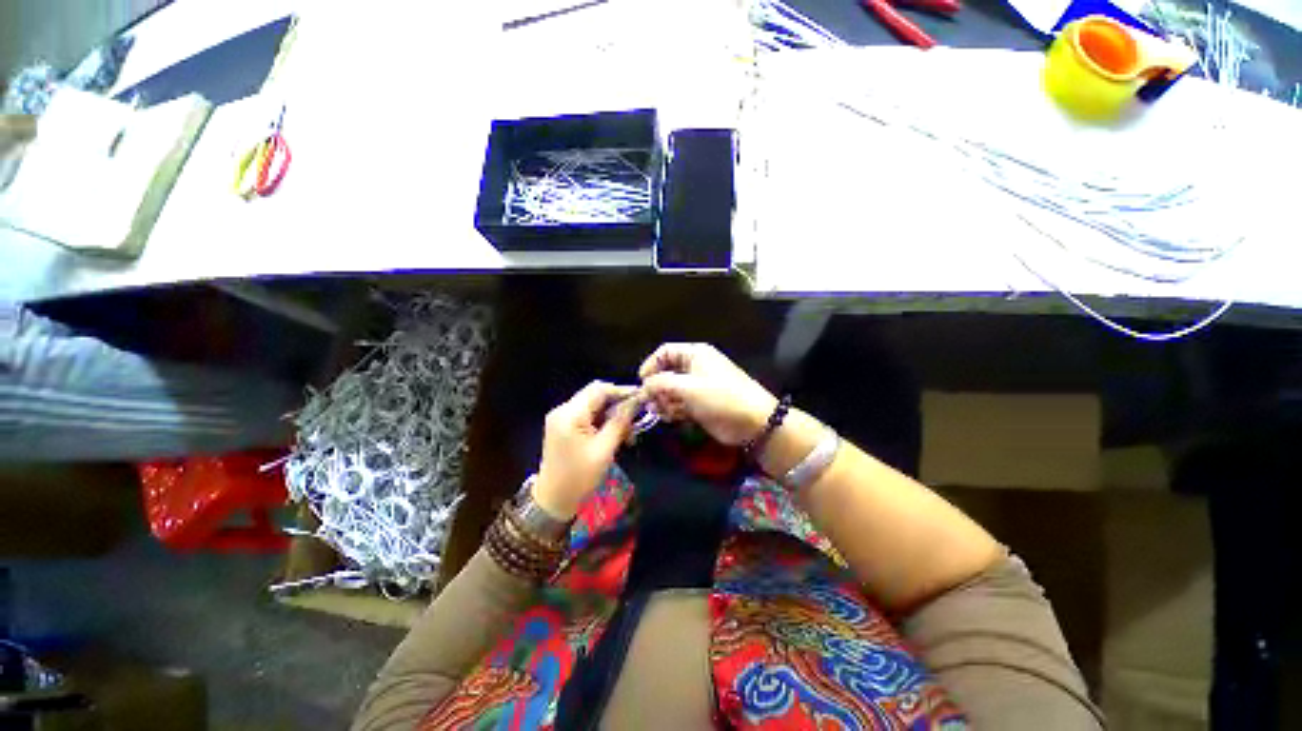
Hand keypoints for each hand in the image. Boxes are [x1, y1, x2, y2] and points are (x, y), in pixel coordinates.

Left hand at [533, 381, 639, 519]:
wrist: (553, 501)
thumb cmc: (579, 477)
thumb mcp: (604, 450)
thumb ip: (620, 422)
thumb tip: (636, 401)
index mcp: (570, 414)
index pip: (599, 389)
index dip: (622, 390)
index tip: (642, 398)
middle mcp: (563, 410)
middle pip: (596, 395)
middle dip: (618, 404)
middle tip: (637, 419)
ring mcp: (562, 418)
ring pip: (594, 405)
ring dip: (613, 415)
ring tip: (628, 434)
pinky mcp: (564, 426)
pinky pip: (588, 416)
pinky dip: (603, 422)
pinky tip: (616, 436)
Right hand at [638, 343, 778, 445]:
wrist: (753, 422)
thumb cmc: (720, 397)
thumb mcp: (688, 387)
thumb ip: (661, 384)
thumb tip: (643, 386)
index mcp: (695, 355)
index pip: (665, 352)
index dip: (651, 365)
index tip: (642, 382)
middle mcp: (695, 368)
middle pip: (666, 373)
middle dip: (656, 387)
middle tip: (651, 403)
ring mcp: (698, 387)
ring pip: (671, 390)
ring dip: (663, 401)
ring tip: (663, 412)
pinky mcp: (700, 405)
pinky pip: (679, 404)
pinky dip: (673, 410)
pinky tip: (671, 418)